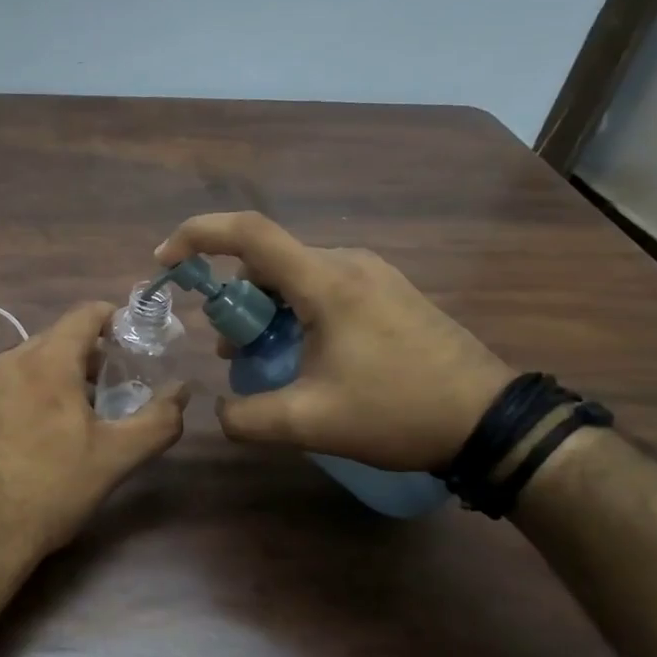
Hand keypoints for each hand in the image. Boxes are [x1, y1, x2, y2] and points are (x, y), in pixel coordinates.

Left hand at [0, 302, 189, 568]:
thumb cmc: (48, 492)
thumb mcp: (114, 459)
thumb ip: (157, 421)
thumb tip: (183, 391)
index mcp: (46, 363)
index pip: (84, 314)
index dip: (111, 318)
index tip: (128, 338)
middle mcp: (3, 363)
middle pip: (51, 341)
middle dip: (82, 356)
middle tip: (104, 389)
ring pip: (18, 369)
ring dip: (46, 381)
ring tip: (63, 419)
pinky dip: (13, 404)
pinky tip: (18, 444)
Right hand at [155, 212, 512, 471]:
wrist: (492, 421)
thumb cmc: (398, 412)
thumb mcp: (310, 422)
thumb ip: (247, 417)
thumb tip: (219, 410)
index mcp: (326, 281)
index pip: (248, 233)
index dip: (197, 236)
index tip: (165, 261)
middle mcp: (348, 263)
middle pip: (267, 261)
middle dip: (233, 299)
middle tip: (227, 348)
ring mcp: (373, 275)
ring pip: (294, 276)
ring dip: (264, 310)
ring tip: (261, 359)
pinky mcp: (389, 293)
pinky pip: (322, 287)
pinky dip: (294, 312)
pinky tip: (303, 356)